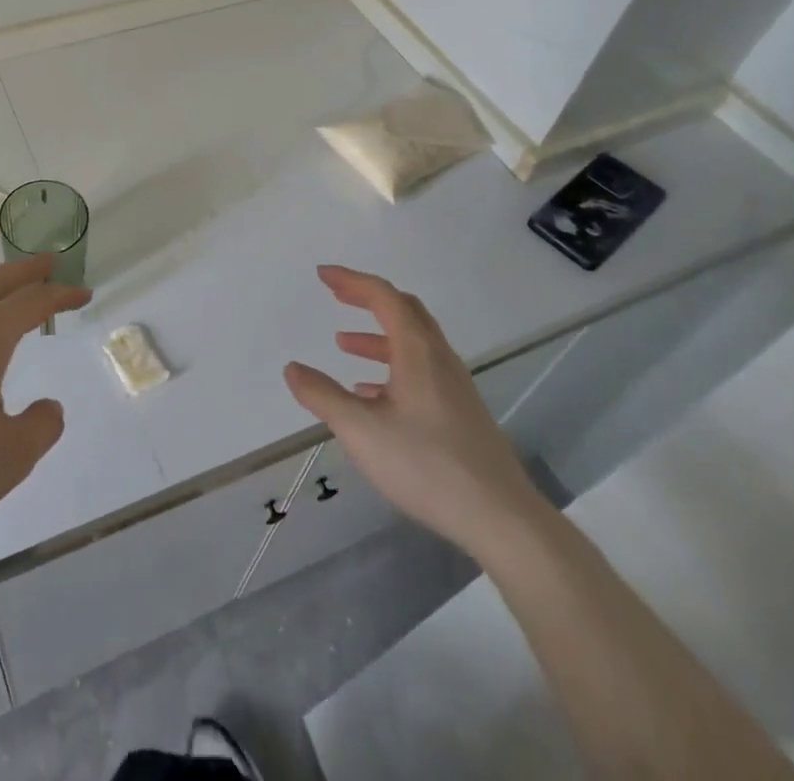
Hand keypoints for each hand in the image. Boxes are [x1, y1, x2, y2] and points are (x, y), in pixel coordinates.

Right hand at [283, 265, 547, 557]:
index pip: (384, 296)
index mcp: (417, 352)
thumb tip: (292, 368)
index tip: (322, 275)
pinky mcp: (460, 412)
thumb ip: (323, 396)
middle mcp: (439, 359)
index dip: (351, 280)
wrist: (501, 518)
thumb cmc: (427, 465)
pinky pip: (421, 370)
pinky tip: (371, 394)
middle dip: (367, 298)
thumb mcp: (362, 430)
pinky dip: (391, 366)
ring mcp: (454, 386)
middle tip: (336, 296)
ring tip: (344, 345)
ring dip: (377, 335)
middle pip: (404, 310)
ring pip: (413, 343)